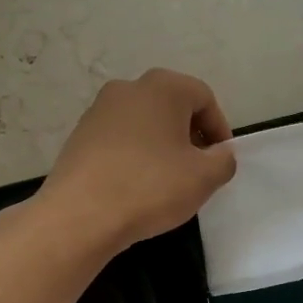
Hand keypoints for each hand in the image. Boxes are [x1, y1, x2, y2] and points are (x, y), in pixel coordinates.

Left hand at [39, 69, 236, 254]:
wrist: (79, 215)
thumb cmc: (150, 187)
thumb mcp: (204, 178)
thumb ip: (224, 160)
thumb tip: (220, 154)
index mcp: (163, 87)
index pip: (204, 98)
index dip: (219, 129)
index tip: (221, 160)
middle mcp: (128, 88)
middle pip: (172, 106)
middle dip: (190, 135)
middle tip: (198, 169)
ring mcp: (98, 110)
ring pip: (144, 122)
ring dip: (161, 145)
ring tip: (167, 180)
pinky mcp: (79, 135)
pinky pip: (119, 138)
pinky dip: (135, 154)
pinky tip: (136, 185)